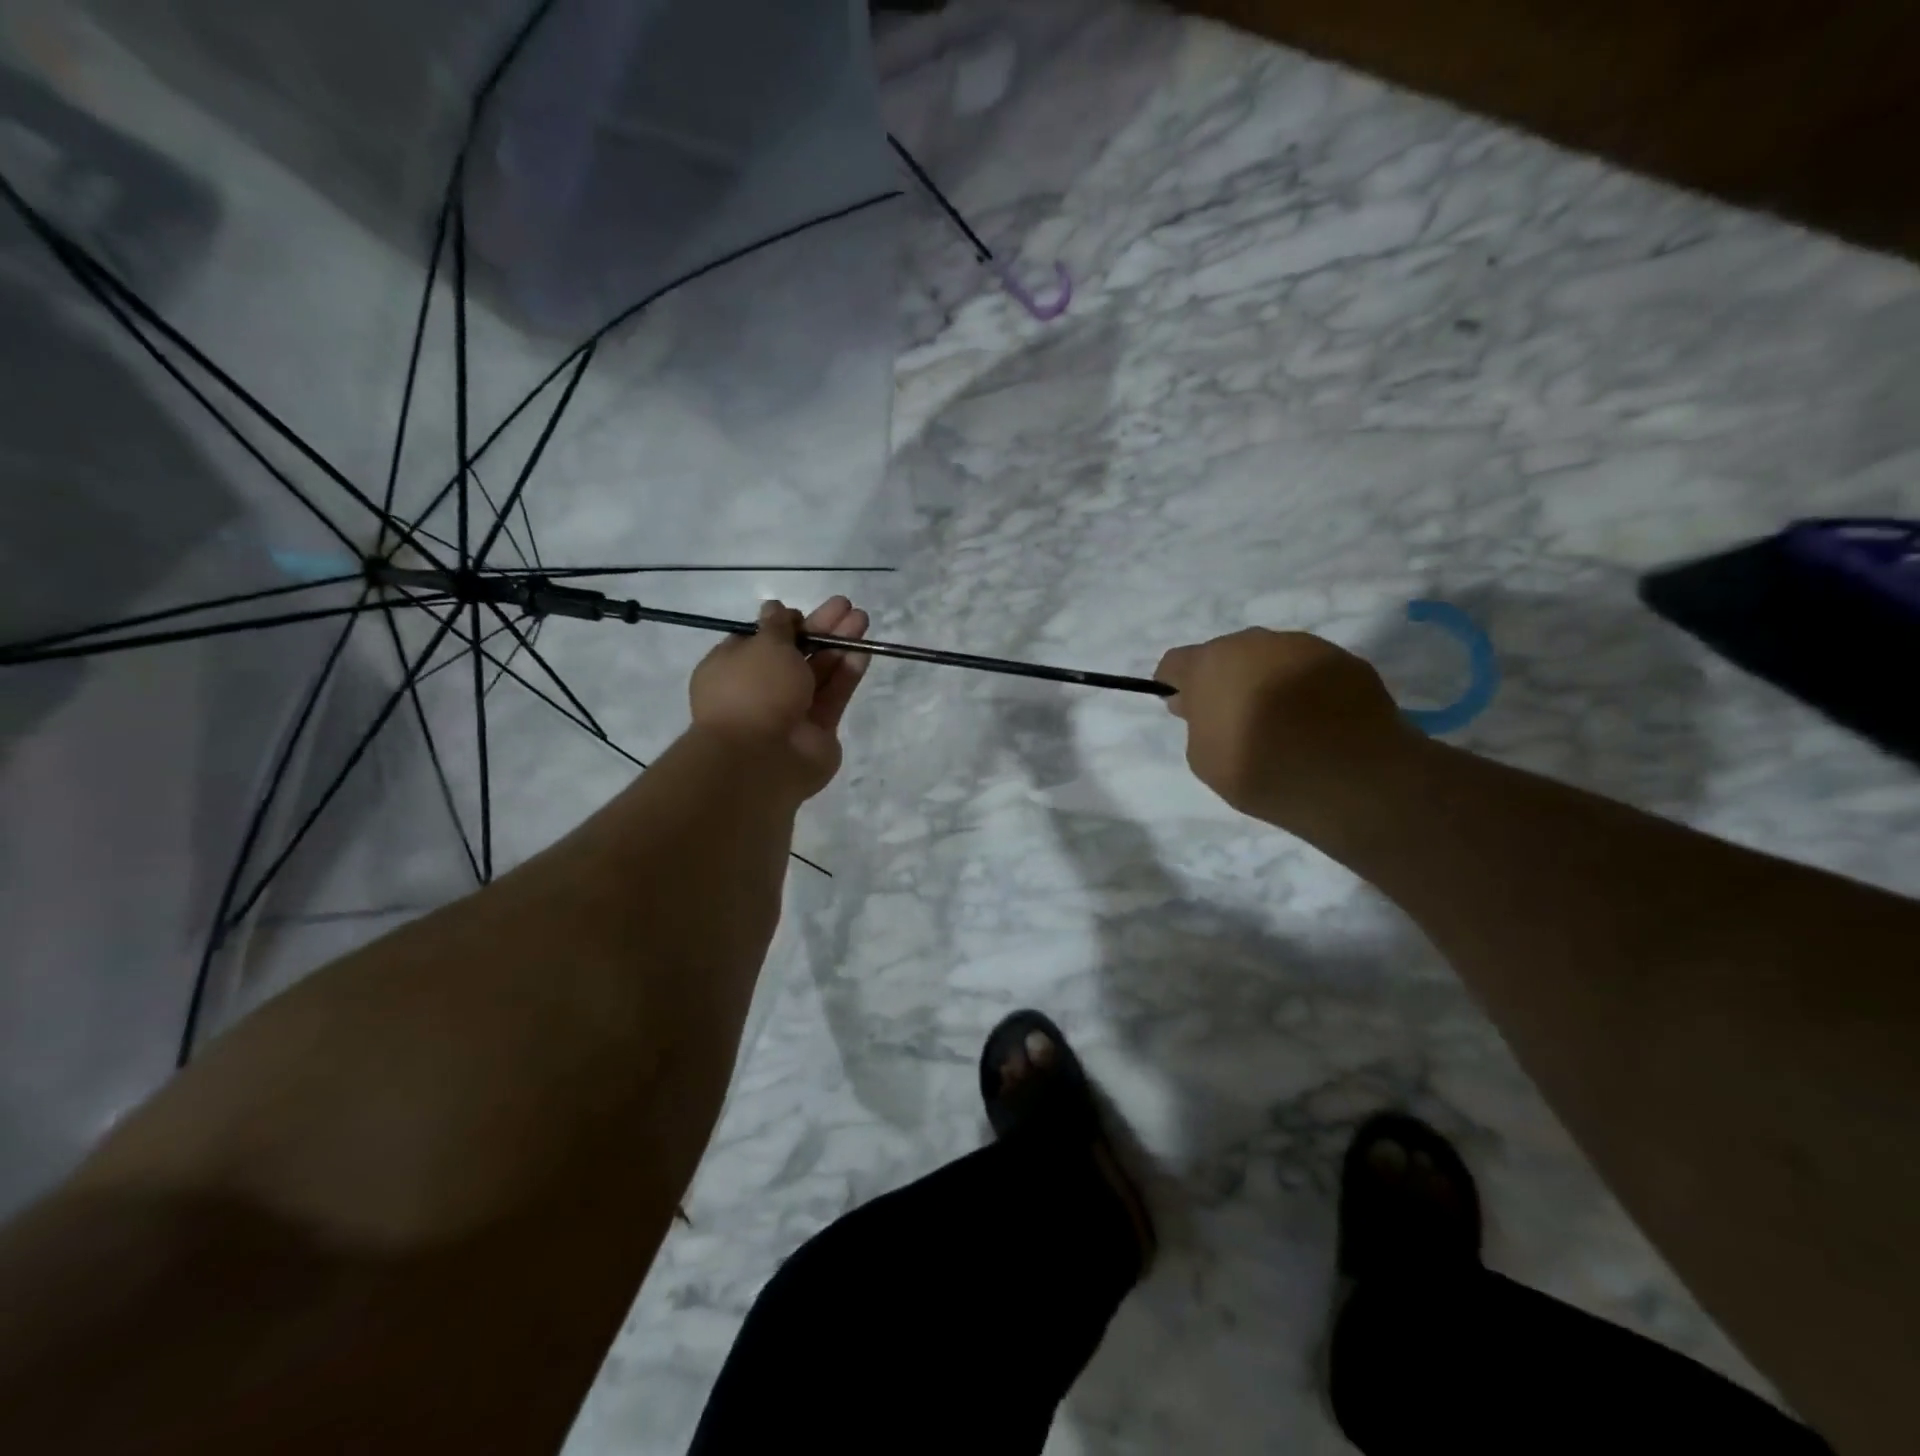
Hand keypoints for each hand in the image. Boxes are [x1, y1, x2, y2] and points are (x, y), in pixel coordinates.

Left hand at [690, 596, 870, 798]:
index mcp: (732, 668)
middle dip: (820, 629)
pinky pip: (833, 695)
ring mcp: (790, 711)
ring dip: (839, 645)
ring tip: (862, 620)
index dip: (783, 624)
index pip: (759, 640)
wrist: (761, 760)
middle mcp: (760, 688)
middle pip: (795, 653)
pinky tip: (864, 652)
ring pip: (818, 672)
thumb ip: (777, 626)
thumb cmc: (753, 692)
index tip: (802, 614)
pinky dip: (847, 673)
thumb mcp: (763, 646)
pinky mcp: (818, 729)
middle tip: (845, 606)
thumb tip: (776, 608)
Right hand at [1155, 629, 1414, 826]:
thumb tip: (1204, 707)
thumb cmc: (1260, 769)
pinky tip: (1317, 724)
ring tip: (1283, 723)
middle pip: (1227, 656)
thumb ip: (1197, 725)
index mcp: (1211, 664)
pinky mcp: (1347, 660)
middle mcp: (1255, 643)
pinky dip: (1307, 690)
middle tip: (1235, 719)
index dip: (1174, 684)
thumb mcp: (1204, 760)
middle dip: (1225, 681)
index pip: (1176, 662)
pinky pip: (1312, 671)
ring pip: (1272, 659)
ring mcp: (1305, 646)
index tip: (1184, 710)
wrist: (1351, 777)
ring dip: (1267, 681)